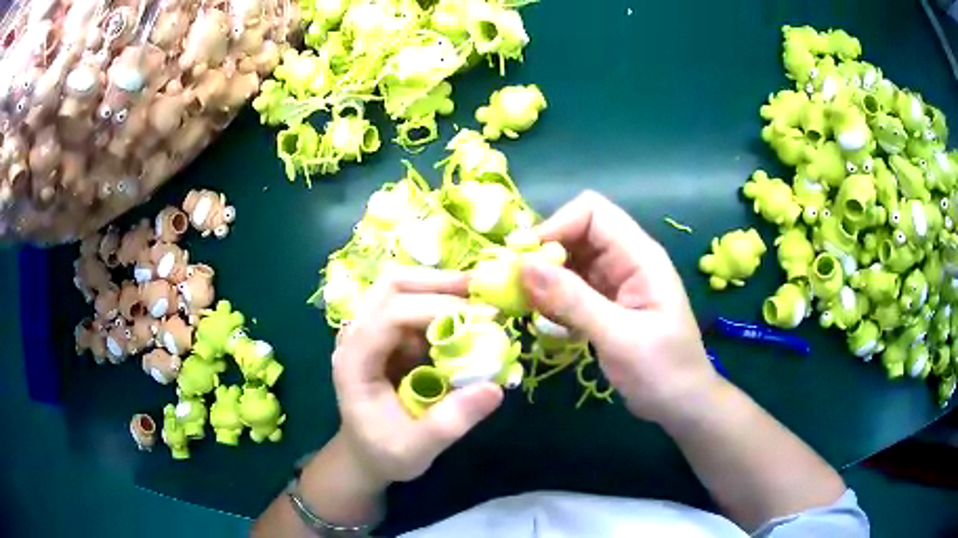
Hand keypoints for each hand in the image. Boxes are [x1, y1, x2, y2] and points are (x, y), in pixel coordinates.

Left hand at [332, 267, 503, 484]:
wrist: (365, 454)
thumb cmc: (384, 452)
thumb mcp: (417, 449)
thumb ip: (451, 422)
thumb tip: (494, 389)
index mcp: (354, 361)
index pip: (390, 314)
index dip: (435, 308)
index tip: (481, 318)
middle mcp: (356, 336)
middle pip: (391, 285)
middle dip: (437, 281)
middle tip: (480, 290)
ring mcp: (369, 331)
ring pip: (400, 286)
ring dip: (439, 286)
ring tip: (477, 299)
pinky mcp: (385, 335)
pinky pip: (411, 303)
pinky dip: (439, 301)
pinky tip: (465, 316)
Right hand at [520, 191, 718, 423]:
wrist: (682, 405)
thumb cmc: (663, 371)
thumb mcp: (619, 337)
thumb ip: (573, 300)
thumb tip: (522, 265)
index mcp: (639, 256)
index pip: (591, 212)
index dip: (555, 225)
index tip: (525, 261)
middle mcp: (625, 260)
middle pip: (575, 234)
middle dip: (542, 254)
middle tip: (512, 288)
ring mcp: (614, 283)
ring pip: (568, 262)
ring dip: (542, 279)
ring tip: (522, 307)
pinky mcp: (604, 305)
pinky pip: (569, 289)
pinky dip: (551, 299)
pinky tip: (543, 321)